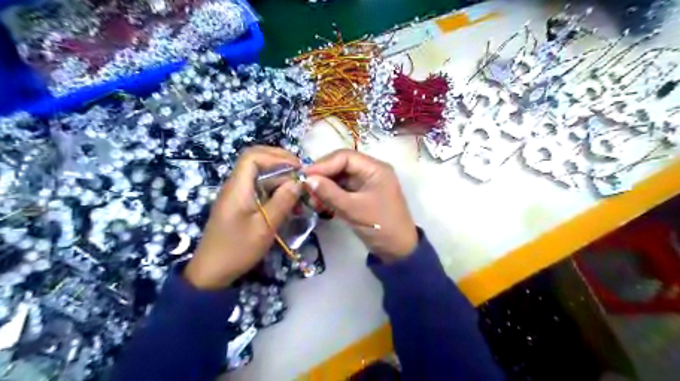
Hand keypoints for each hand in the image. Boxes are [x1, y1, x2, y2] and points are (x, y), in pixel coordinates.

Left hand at [185, 146, 301, 288]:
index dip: (276, 156)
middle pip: (256, 161)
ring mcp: (237, 195)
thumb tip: (298, 181)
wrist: (211, 272)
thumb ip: (282, 201)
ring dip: (279, 177)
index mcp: (237, 188)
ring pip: (259, 175)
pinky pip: (258, 188)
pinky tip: (288, 201)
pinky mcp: (240, 205)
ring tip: (298, 189)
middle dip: (280, 162)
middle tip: (301, 173)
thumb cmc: (237, 250)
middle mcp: (235, 186)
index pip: (253, 156)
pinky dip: (274, 189)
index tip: (298, 167)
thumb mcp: (264, 227)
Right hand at [305, 150, 419, 262]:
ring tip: (311, 199)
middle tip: (305, 188)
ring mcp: (366, 183)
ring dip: (325, 187)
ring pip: (340, 178)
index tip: (304, 175)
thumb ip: (330, 193)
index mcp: (375, 169)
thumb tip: (307, 179)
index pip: (345, 157)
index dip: (323, 164)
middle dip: (323, 176)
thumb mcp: (353, 209)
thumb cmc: (380, 226)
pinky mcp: (361, 195)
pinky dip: (330, 195)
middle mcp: (371, 171)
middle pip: (341, 165)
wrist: (398, 250)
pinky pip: (342, 189)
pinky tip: (319, 204)